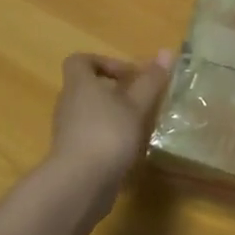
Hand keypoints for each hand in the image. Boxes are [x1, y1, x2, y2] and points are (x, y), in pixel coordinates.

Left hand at [47, 51, 174, 197]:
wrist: (80, 183)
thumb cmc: (108, 133)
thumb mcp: (136, 105)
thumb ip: (151, 81)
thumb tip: (167, 52)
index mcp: (79, 84)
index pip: (80, 61)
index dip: (104, 62)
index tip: (130, 75)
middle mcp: (68, 104)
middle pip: (87, 88)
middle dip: (115, 91)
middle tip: (142, 100)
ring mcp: (68, 131)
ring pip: (91, 114)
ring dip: (114, 116)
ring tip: (140, 125)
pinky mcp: (73, 154)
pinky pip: (91, 136)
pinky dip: (109, 138)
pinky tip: (130, 150)